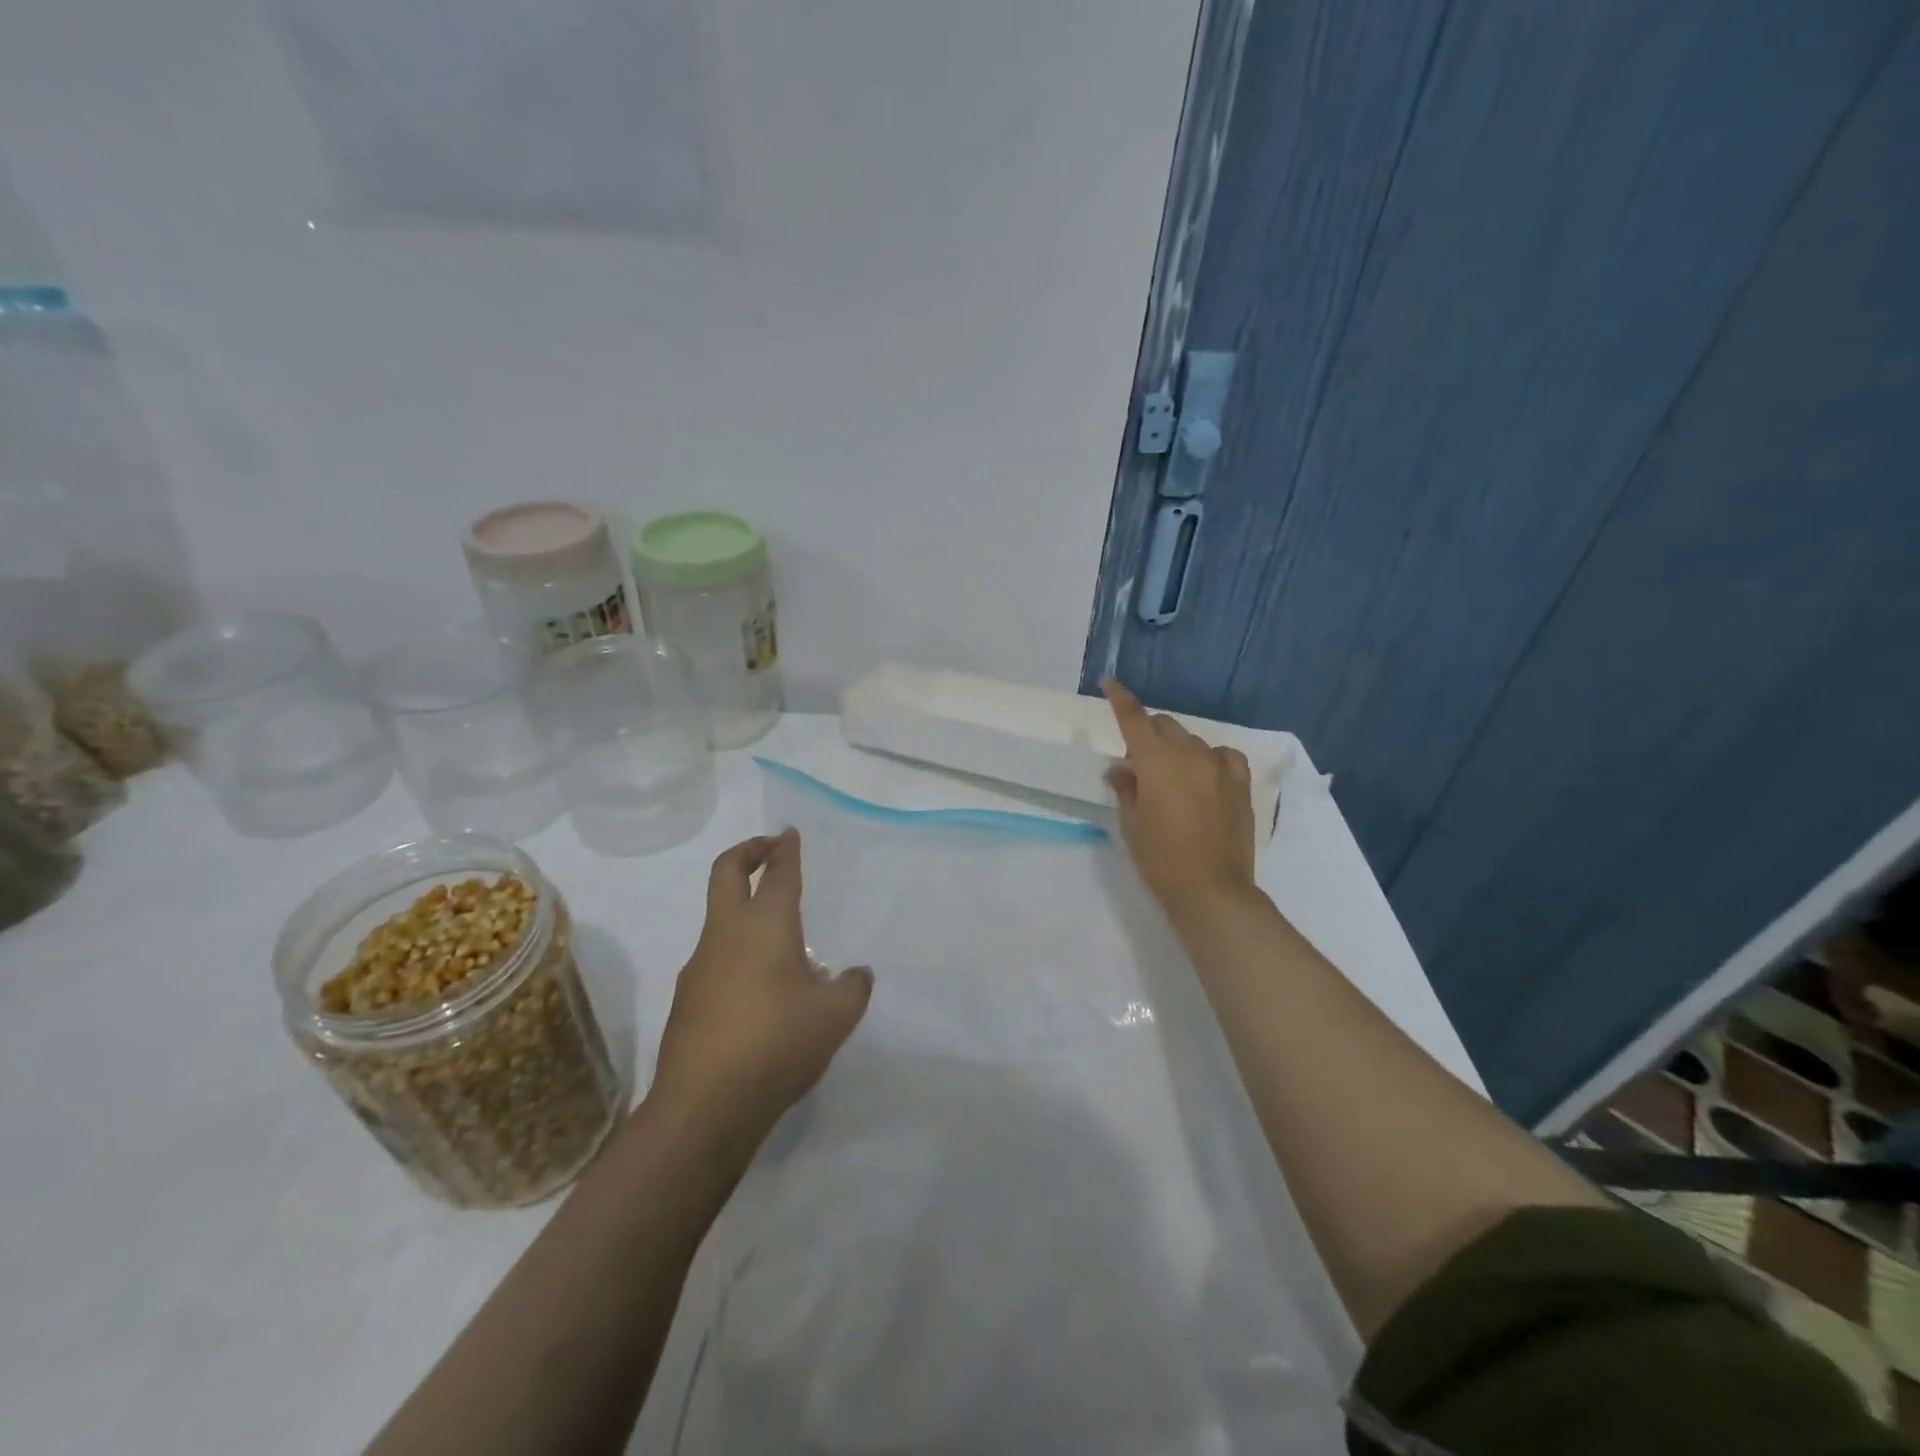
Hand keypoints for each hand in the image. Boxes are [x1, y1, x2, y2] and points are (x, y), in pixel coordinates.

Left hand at [649, 830, 872, 1143]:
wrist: (704, 1107)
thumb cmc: (776, 1044)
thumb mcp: (835, 1016)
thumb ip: (852, 987)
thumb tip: (855, 974)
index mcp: (764, 925)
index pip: (777, 872)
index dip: (785, 849)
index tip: (789, 834)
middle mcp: (726, 934)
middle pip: (726, 873)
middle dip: (747, 852)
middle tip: (769, 849)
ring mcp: (699, 965)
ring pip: (719, 919)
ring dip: (745, 910)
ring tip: (785, 944)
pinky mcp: (687, 999)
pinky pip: (716, 959)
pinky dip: (738, 954)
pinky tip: (763, 993)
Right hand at [1103, 678, 1256, 914]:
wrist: (1212, 891)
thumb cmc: (1160, 859)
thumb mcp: (1131, 823)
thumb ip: (1126, 788)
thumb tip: (1121, 768)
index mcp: (1157, 762)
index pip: (1135, 720)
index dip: (1121, 699)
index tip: (1110, 683)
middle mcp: (1190, 755)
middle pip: (1165, 727)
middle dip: (1148, 734)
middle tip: (1138, 765)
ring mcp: (1220, 768)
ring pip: (1193, 741)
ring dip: (1176, 749)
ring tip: (1171, 777)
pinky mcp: (1241, 785)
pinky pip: (1224, 756)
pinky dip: (1209, 758)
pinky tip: (1205, 774)